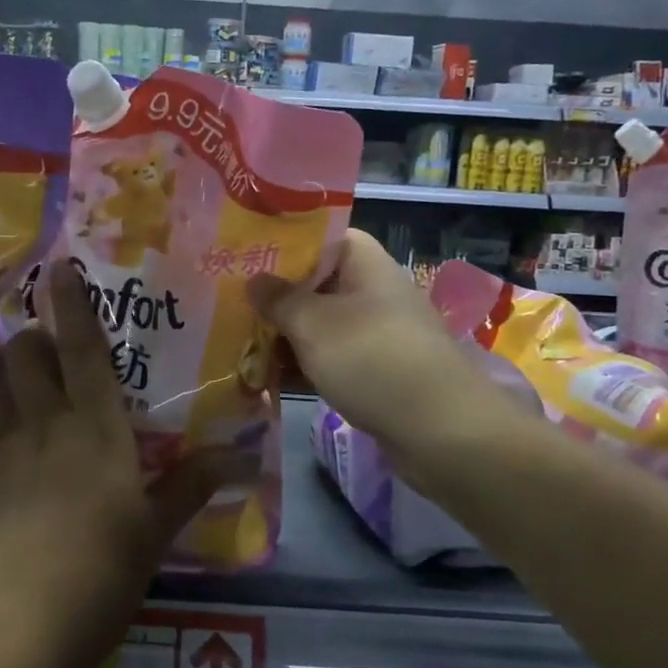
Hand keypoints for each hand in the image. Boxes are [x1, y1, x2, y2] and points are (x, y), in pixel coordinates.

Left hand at [0, 260, 233, 667]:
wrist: (12, 630)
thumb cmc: (100, 574)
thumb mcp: (155, 532)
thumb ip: (193, 484)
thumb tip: (245, 455)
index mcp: (95, 428)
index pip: (84, 348)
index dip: (73, 303)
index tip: (60, 266)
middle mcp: (43, 423)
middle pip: (26, 354)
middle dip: (35, 338)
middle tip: (52, 352)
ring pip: (0, 386)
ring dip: (14, 377)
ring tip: (29, 395)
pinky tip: (10, 460)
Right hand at [249, 229, 512, 449]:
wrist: (441, 431)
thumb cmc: (371, 360)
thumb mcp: (312, 324)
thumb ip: (277, 299)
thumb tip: (254, 279)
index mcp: (362, 260)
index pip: (315, 237)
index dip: (277, 245)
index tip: (239, 259)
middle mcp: (370, 288)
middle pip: (312, 282)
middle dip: (272, 297)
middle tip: (226, 305)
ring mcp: (375, 330)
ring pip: (318, 323)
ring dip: (283, 335)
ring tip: (236, 343)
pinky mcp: (376, 367)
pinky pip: (330, 355)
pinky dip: (303, 363)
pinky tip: (266, 378)